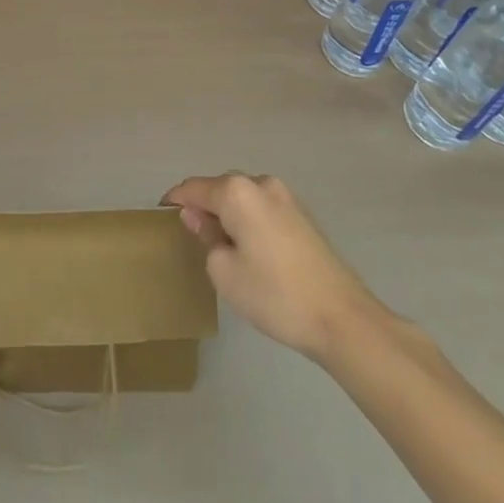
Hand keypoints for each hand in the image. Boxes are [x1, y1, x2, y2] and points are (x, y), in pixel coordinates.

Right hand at [162, 173, 377, 360]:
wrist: (343, 319)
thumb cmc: (275, 294)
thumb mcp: (225, 272)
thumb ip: (205, 237)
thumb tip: (199, 218)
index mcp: (236, 191)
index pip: (193, 188)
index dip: (175, 201)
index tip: (161, 215)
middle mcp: (259, 183)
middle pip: (219, 188)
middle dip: (203, 208)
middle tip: (192, 238)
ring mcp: (285, 197)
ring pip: (242, 198)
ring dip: (228, 215)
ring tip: (222, 247)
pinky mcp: (302, 214)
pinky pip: (262, 209)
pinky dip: (249, 221)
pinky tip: (251, 250)